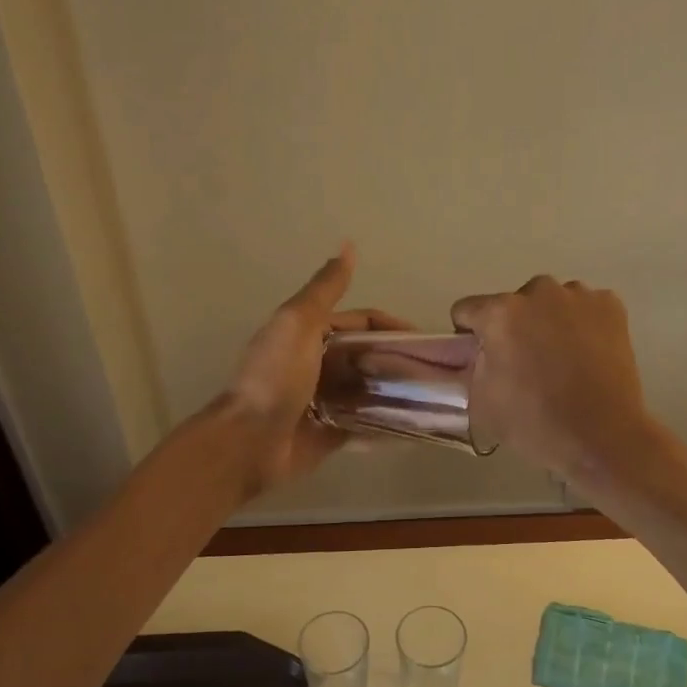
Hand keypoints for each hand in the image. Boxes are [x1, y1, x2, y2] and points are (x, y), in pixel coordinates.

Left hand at [221, 245, 413, 494]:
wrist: (250, 441)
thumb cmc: (276, 378)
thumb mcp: (299, 323)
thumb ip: (326, 288)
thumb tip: (348, 245)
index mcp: (309, 334)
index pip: (361, 322)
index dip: (391, 326)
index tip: (426, 340)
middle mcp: (318, 364)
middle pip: (367, 356)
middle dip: (397, 360)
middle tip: (435, 372)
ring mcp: (325, 400)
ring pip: (368, 389)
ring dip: (395, 390)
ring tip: (432, 398)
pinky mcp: (330, 433)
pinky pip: (364, 424)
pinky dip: (385, 422)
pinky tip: (415, 424)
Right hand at [448, 276, 660, 479]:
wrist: (603, 437)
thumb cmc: (534, 423)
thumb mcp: (480, 401)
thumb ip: (467, 367)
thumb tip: (470, 353)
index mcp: (500, 313)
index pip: (467, 309)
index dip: (470, 335)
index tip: (484, 358)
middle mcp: (538, 291)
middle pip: (513, 303)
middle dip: (514, 327)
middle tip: (526, 364)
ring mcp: (579, 295)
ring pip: (551, 302)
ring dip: (548, 322)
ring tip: (562, 361)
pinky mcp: (611, 305)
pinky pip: (584, 307)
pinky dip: (582, 325)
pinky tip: (588, 355)